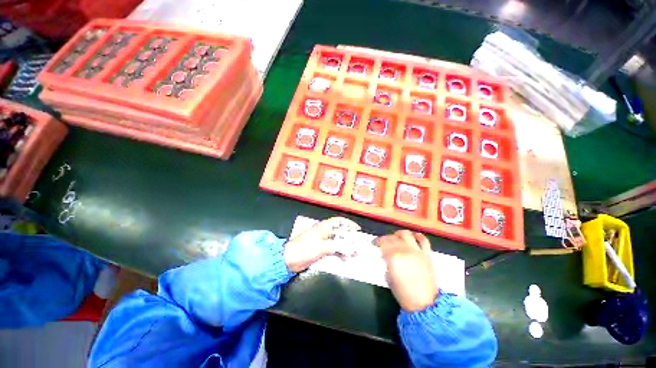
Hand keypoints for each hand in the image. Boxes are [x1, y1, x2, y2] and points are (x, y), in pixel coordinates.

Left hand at [284, 217, 360, 272]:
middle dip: (350, 238)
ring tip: (354, 254)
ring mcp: (323, 241)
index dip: (349, 224)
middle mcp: (324, 232)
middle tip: (358, 245)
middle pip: (340, 233)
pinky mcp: (321, 250)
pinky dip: (340, 254)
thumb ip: (338, 246)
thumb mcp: (323, 247)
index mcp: (324, 227)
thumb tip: (351, 246)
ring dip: (346, 247)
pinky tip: (345, 259)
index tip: (357, 229)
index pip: (339, 221)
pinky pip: (334, 250)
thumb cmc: (304, 248)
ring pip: (338, 242)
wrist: (290, 259)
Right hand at [375, 230, 437, 311]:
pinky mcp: (426, 254)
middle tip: (383, 242)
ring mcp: (417, 251)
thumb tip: (385, 255)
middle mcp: (404, 251)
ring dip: (399, 234)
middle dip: (385, 238)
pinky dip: (417, 236)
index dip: (377, 241)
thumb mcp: (388, 277)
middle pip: (392, 237)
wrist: (424, 303)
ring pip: (406, 234)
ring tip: (396, 237)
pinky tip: (412, 237)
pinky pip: (423, 240)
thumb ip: (386, 262)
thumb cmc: (403, 293)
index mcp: (393, 257)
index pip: (383, 242)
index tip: (374, 243)